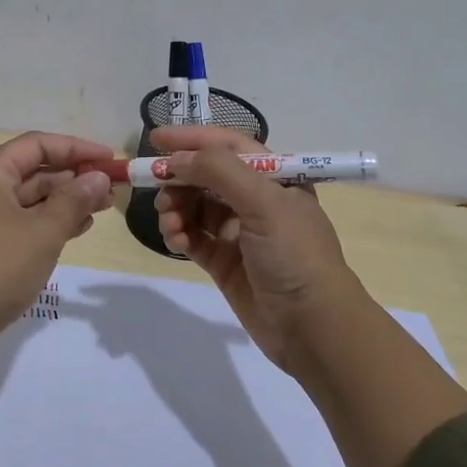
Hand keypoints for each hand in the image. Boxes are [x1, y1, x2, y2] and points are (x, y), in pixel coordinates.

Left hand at [0, 132, 114, 331]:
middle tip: (111, 190)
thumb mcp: (44, 231)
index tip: (109, 160)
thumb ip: (74, 200)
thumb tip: (98, 177)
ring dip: (63, 202)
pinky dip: (45, 223)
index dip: (76, 148)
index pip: (37, 144)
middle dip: (73, 178)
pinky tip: (74, 231)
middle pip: (31, 171)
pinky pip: (17, 222)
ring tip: (101, 210)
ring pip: (26, 199)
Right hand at [149, 126, 363, 372]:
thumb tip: (177, 159)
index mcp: (275, 178)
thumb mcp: (264, 202)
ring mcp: (238, 233)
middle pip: (206, 176)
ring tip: (169, 221)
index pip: (228, 146)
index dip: (192, 139)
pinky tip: (175, 240)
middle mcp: (256, 200)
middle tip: (158, 188)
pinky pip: (193, 237)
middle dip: (179, 178)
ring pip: (195, 207)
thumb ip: (219, 171)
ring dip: (176, 208)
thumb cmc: (294, 254)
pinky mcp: (224, 262)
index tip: (155, 138)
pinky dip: (179, 234)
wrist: (312, 327)